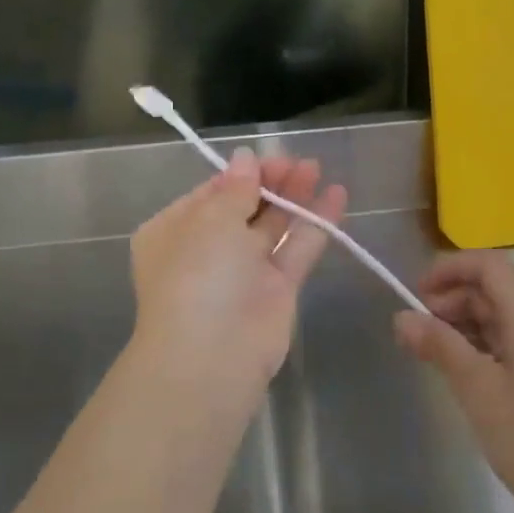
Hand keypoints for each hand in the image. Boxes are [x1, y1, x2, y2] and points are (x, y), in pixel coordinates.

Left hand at [130, 148, 346, 391]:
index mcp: (176, 230)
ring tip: (317, 168)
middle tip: (299, 161)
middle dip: (271, 182)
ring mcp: (244, 271)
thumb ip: (236, 187)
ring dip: (294, 196)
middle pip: (245, 206)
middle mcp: (208, 249)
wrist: (212, 356)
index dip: (241, 173)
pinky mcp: (278, 290)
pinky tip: (337, 195)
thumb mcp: (211, 219)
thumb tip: (246, 158)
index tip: (269, 156)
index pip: (211, 193)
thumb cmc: (198, 274)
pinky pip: (298, 248)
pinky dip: (316, 223)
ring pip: (273, 225)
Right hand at [395, 251, 513, 512]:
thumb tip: (402, 317)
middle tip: (417, 330)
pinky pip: (508, 342)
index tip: (416, 294)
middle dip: (452, 298)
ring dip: (462, 323)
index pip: (489, 265)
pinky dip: (478, 345)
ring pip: (499, 316)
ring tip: (430, 352)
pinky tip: (458, 372)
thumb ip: (440, 347)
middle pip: (493, 288)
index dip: (450, 269)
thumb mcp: (478, 390)